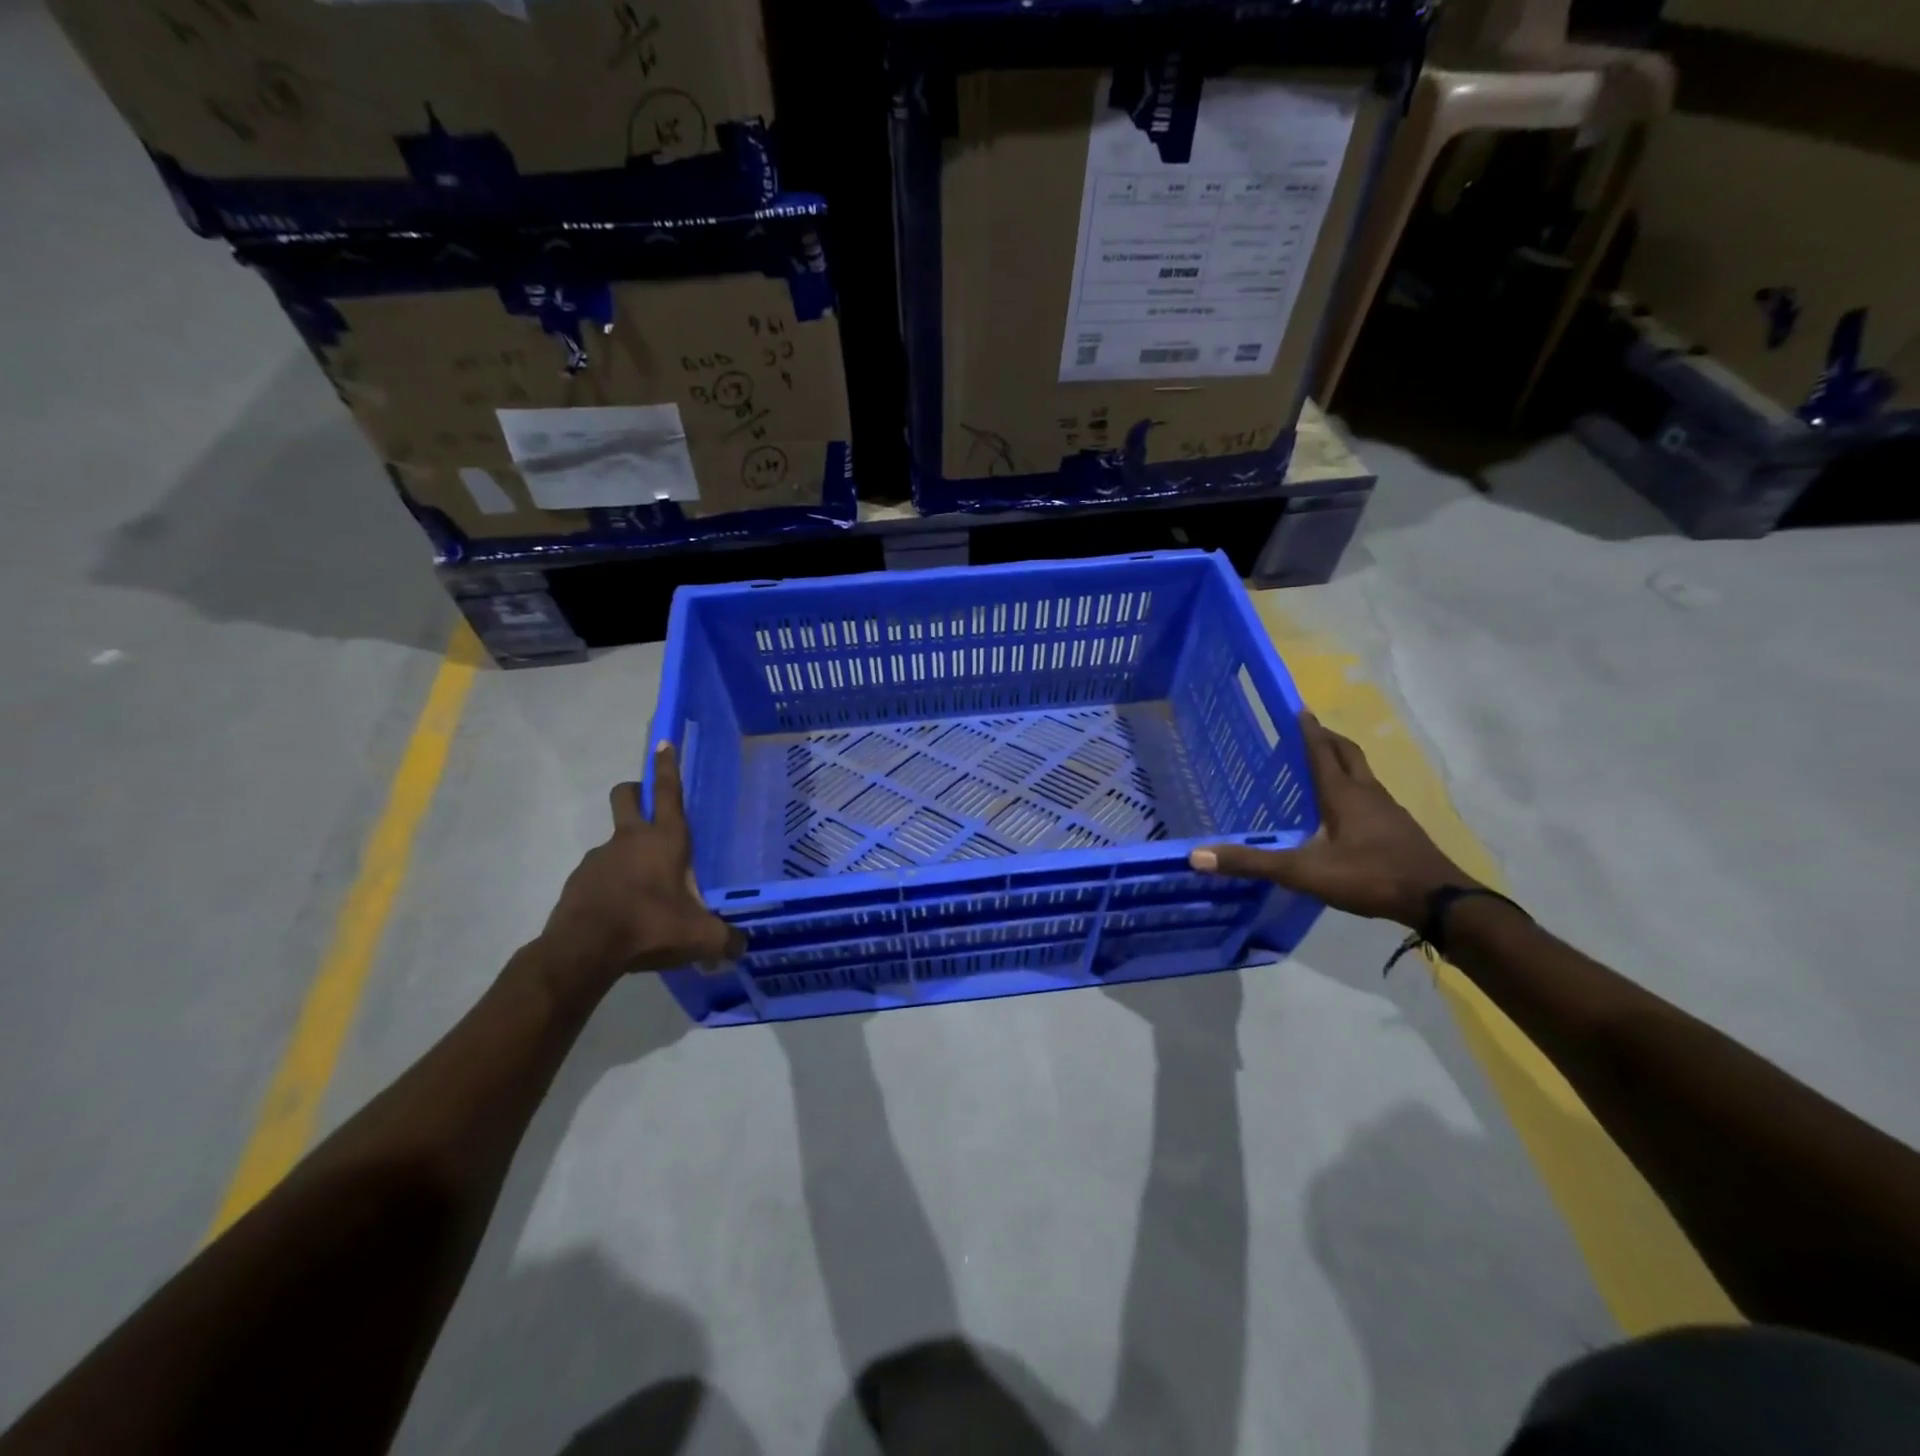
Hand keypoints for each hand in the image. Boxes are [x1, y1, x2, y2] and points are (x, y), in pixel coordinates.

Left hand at [539, 742, 746, 978]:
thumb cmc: (650, 926)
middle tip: (647, 806)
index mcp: (665, 840)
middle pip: (626, 796)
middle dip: (636, 792)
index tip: (663, 742)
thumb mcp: (700, 937)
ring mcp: (599, 858)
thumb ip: (726, 940)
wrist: (583, 951)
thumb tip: (742, 948)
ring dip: (627, 853)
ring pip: (613, 840)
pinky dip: (611, 885)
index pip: (669, 792)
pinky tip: (621, 914)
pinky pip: (599, 874)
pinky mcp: (578, 881)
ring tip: (644, 892)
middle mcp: (630, 840)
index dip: (667, 766)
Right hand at [1189, 711, 1478, 927]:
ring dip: (1344, 762)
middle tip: (1309, 730)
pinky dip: (1357, 789)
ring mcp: (1389, 811)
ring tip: (1324, 765)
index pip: (1321, 751)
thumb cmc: (1368, 876)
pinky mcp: (1401, 829)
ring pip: (1363, 774)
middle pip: (1348, 754)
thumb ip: (1253, 862)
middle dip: (1328, 738)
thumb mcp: (1303, 872)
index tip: (1298, 708)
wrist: (1438, 900)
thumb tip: (1197, 856)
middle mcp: (1367, 793)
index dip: (1308, 730)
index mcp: (1342, 794)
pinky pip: (1373, 796)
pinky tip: (1349, 811)